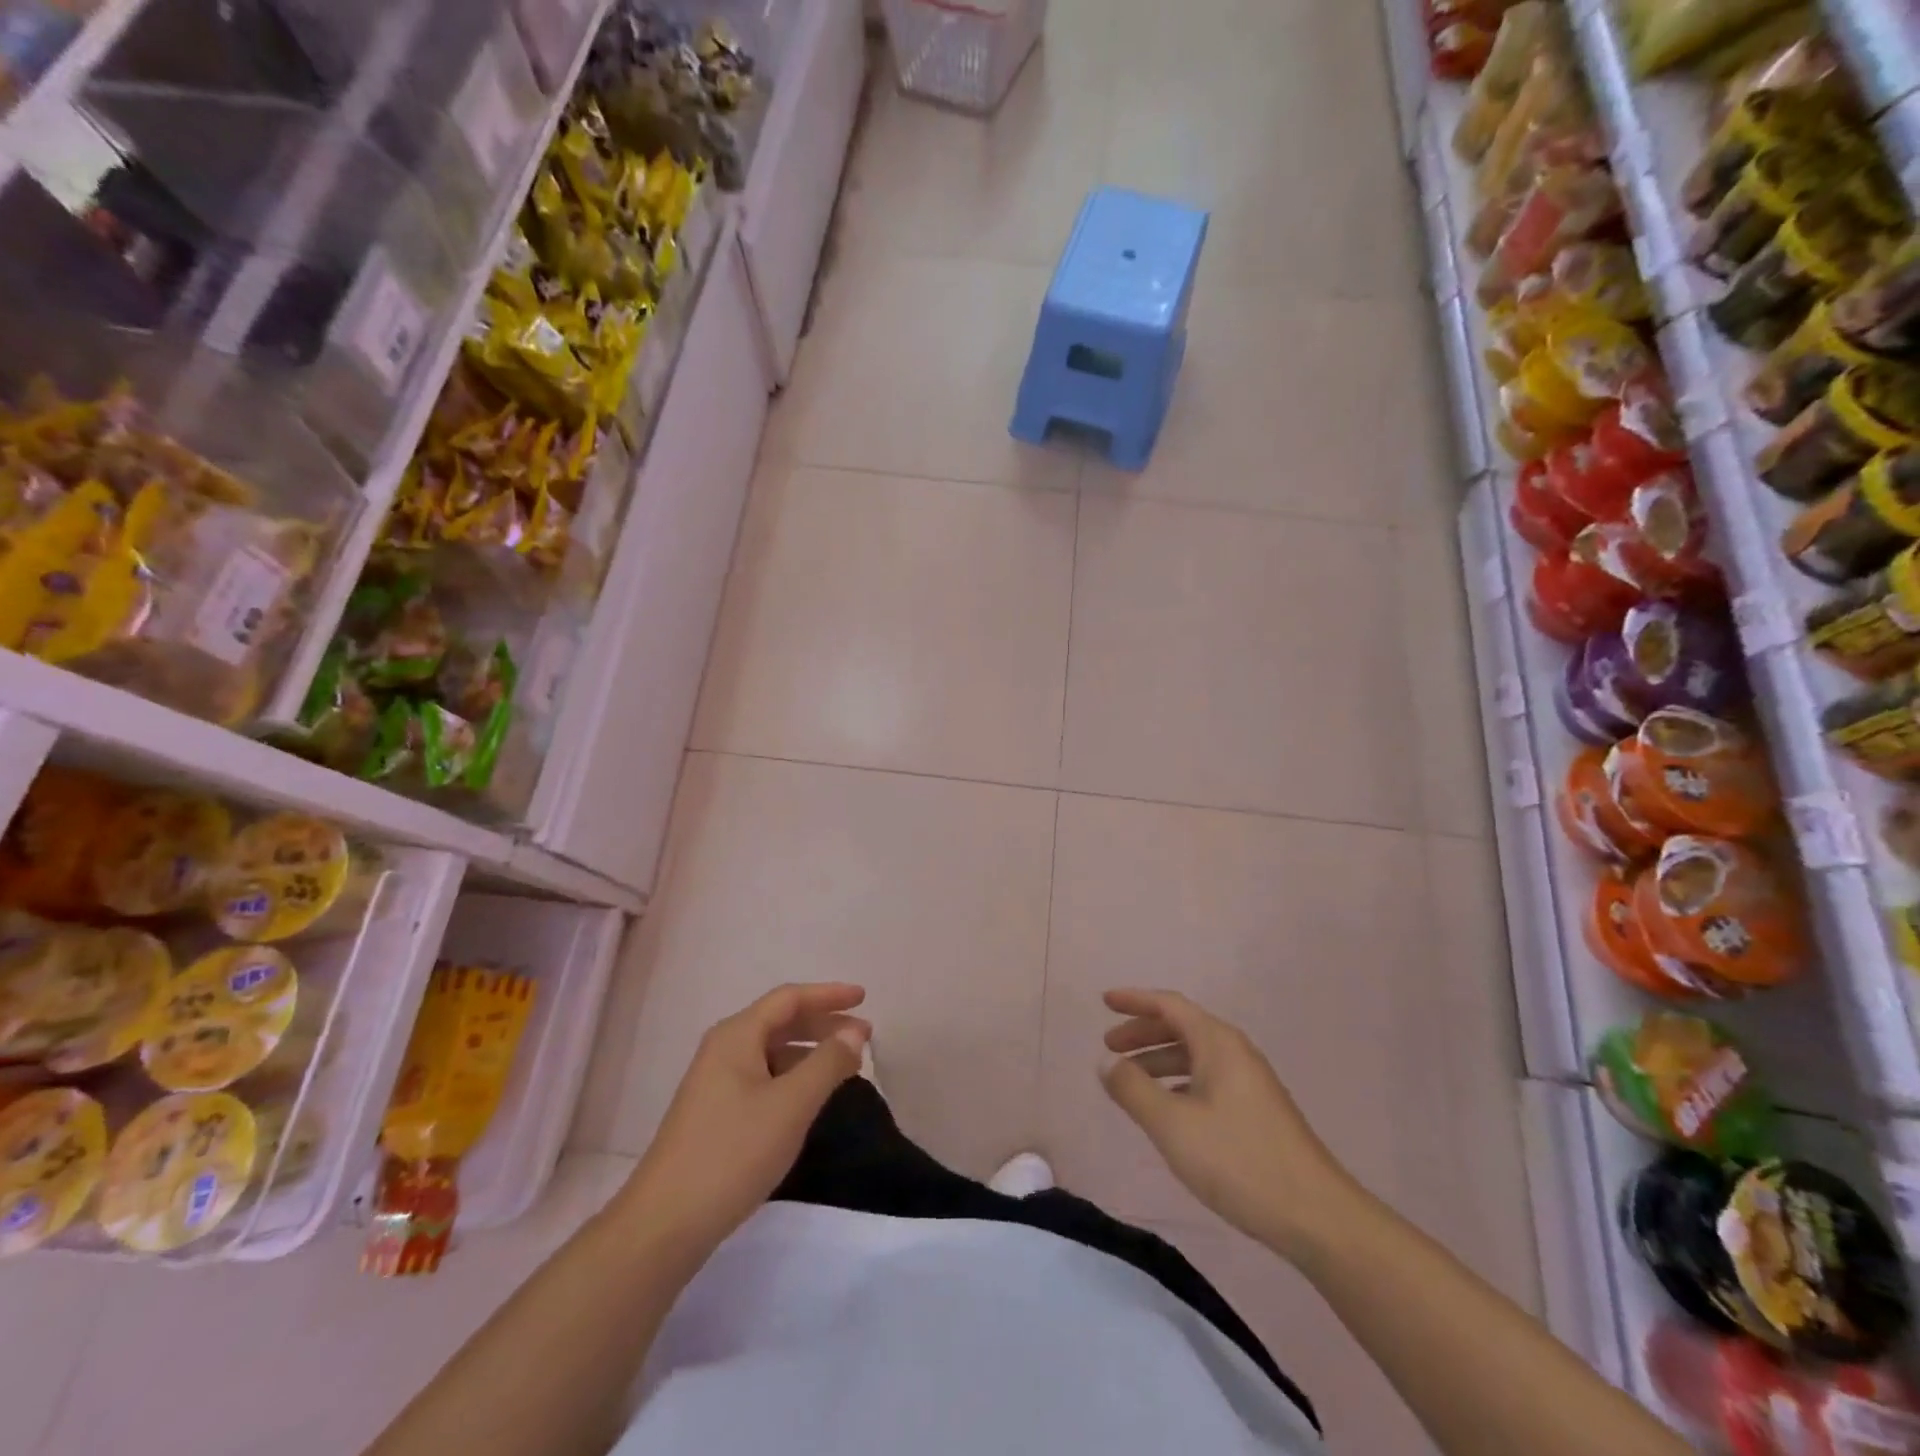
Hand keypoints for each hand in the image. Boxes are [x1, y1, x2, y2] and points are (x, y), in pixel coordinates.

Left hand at [616, 983, 870, 1259]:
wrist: (664, 1225)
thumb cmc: (733, 1153)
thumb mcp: (791, 1105)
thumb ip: (827, 1063)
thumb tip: (855, 1032)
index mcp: (736, 1036)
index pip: (789, 998)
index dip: (829, 994)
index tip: (864, 997)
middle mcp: (723, 1050)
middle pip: (780, 1021)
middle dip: (823, 1024)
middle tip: (863, 1036)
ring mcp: (715, 1083)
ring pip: (772, 1052)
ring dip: (810, 1052)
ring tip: (845, 1066)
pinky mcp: (715, 1113)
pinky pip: (763, 1077)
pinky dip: (793, 1076)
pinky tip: (810, 1097)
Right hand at [1100, 989, 1361, 1261]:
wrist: (1317, 1217)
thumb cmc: (1239, 1161)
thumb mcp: (1173, 1125)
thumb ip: (1133, 1089)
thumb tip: (1106, 1062)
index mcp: (1218, 1043)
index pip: (1169, 1005)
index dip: (1135, 1001)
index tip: (1104, 1002)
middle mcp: (1235, 1053)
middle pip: (1182, 1027)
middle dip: (1143, 1033)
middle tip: (1109, 1047)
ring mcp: (1250, 1083)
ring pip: (1195, 1057)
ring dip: (1159, 1061)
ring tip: (1130, 1081)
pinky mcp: (1257, 1112)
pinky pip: (1208, 1080)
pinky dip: (1179, 1083)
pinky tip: (1167, 1110)